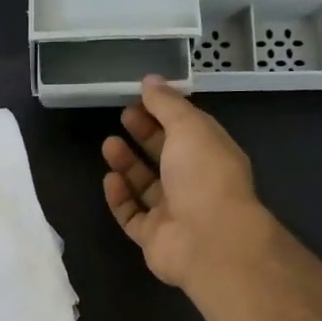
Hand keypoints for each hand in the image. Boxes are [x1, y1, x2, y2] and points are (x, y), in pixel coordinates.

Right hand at [101, 76, 271, 290]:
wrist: (209, 240)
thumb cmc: (204, 175)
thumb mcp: (189, 127)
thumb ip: (167, 104)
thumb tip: (150, 80)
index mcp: (212, 155)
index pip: (187, 129)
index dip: (164, 112)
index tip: (138, 97)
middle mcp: (195, 183)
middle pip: (166, 156)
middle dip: (144, 135)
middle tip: (122, 116)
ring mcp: (174, 213)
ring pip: (146, 186)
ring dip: (128, 164)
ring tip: (108, 145)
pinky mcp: (154, 237)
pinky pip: (132, 216)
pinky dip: (120, 198)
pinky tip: (109, 180)